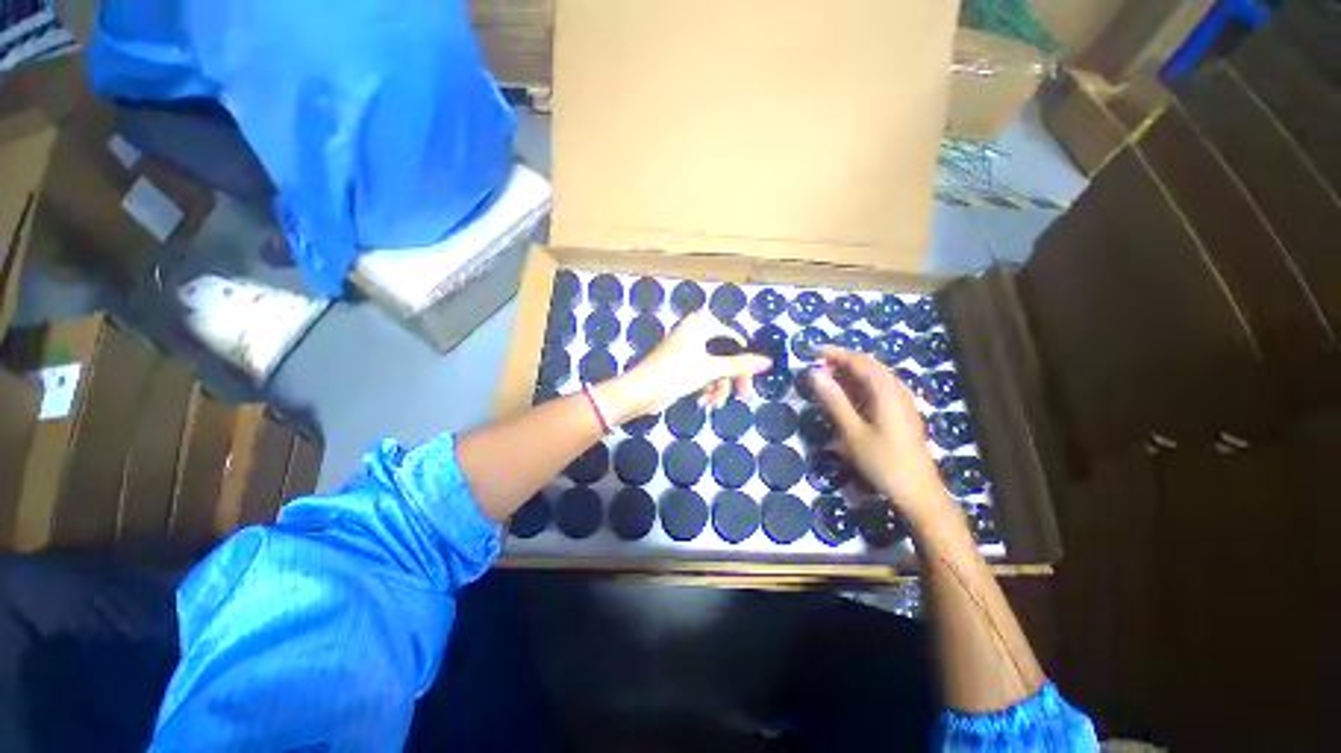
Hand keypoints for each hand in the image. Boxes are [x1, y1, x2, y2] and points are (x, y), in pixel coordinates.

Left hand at [602, 311, 772, 419]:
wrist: (640, 391)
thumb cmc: (675, 373)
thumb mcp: (710, 369)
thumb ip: (740, 365)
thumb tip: (768, 361)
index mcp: (701, 324)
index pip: (734, 340)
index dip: (744, 362)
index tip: (749, 383)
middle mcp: (695, 332)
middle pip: (725, 355)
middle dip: (731, 378)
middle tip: (742, 396)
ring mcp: (688, 349)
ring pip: (715, 367)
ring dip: (718, 387)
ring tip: (713, 403)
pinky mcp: (682, 364)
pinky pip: (703, 373)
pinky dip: (706, 387)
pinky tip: (703, 401)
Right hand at [810, 346, 955, 525]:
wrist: (918, 492)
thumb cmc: (883, 461)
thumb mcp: (852, 432)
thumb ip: (834, 400)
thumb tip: (815, 374)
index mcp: (886, 391)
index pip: (859, 361)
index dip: (835, 354)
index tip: (813, 353)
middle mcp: (897, 390)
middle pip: (869, 366)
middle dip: (842, 362)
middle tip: (817, 368)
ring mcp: (903, 401)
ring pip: (875, 377)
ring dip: (850, 374)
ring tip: (828, 380)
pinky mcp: (902, 413)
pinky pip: (879, 389)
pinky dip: (860, 387)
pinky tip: (848, 397)